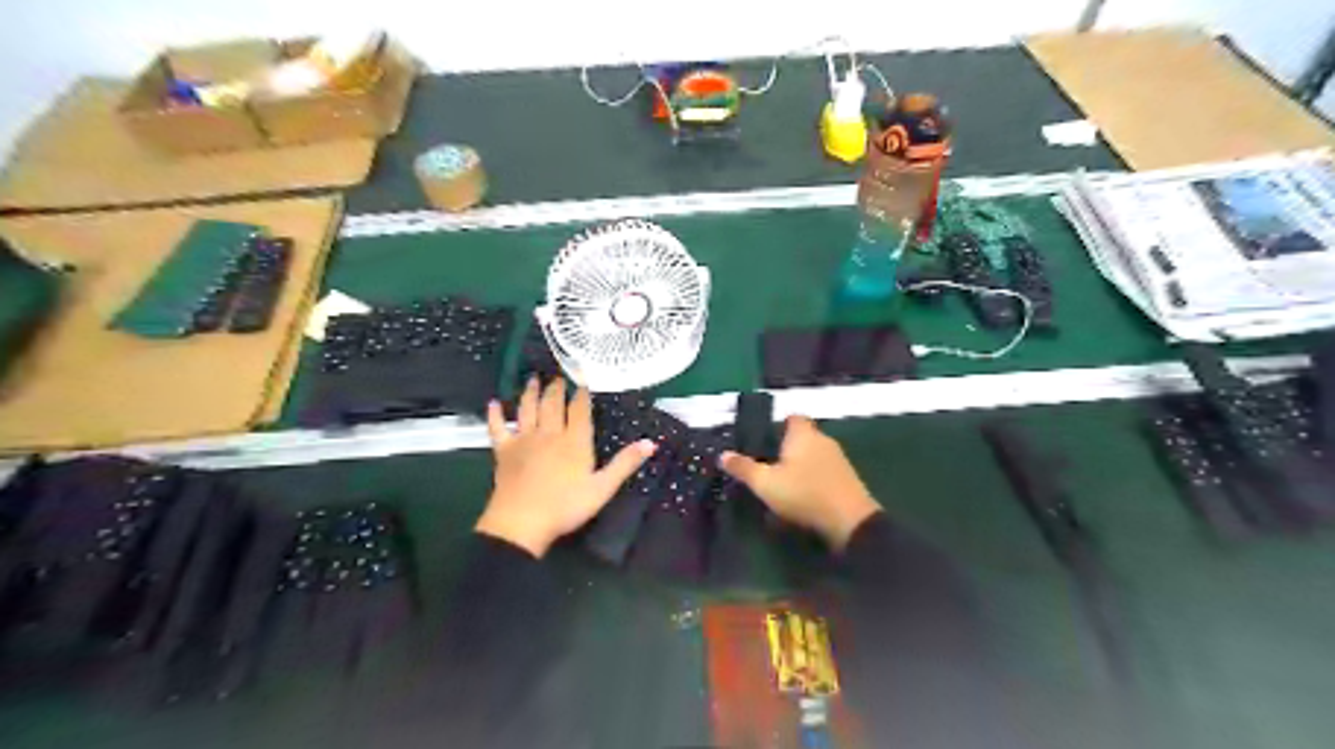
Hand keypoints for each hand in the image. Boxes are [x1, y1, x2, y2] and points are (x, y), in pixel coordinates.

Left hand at [481, 381, 654, 554]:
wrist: (522, 522)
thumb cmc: (565, 506)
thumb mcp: (603, 488)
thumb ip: (625, 464)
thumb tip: (650, 442)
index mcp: (574, 441)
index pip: (579, 410)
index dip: (582, 394)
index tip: (583, 380)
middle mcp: (549, 434)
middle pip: (553, 404)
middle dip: (556, 388)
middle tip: (557, 376)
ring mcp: (523, 440)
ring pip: (527, 409)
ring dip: (530, 393)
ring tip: (533, 379)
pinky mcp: (503, 451)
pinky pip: (498, 428)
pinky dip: (495, 414)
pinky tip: (493, 403)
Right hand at [725, 416, 884, 548]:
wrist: (850, 521)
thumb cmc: (804, 494)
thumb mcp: (765, 483)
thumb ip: (744, 468)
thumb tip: (723, 455)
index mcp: (804, 434)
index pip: (793, 417)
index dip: (780, 425)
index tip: (766, 440)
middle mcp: (823, 440)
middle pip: (804, 437)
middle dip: (788, 448)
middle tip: (769, 464)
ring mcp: (839, 459)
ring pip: (815, 455)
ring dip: (802, 465)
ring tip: (784, 482)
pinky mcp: (848, 479)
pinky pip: (825, 471)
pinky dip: (814, 479)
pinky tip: (804, 495)